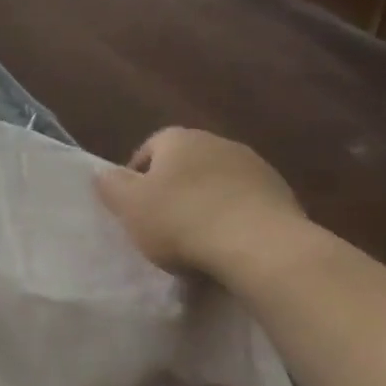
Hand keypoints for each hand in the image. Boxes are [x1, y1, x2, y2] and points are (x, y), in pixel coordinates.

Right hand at [94, 127, 307, 279]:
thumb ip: (111, 186)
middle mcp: (219, 142)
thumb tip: (102, 173)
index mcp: (180, 139)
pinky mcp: (282, 195)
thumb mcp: (130, 207)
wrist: (260, 246)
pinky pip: (245, 204)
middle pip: (186, 164)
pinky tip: (226, 247)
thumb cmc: (182, 221)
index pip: (150, 148)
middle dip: (173, 189)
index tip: (133, 208)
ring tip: (196, 241)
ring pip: (217, 183)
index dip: (137, 177)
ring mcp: (256, 167)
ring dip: (206, 203)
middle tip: (161, 224)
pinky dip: (233, 219)